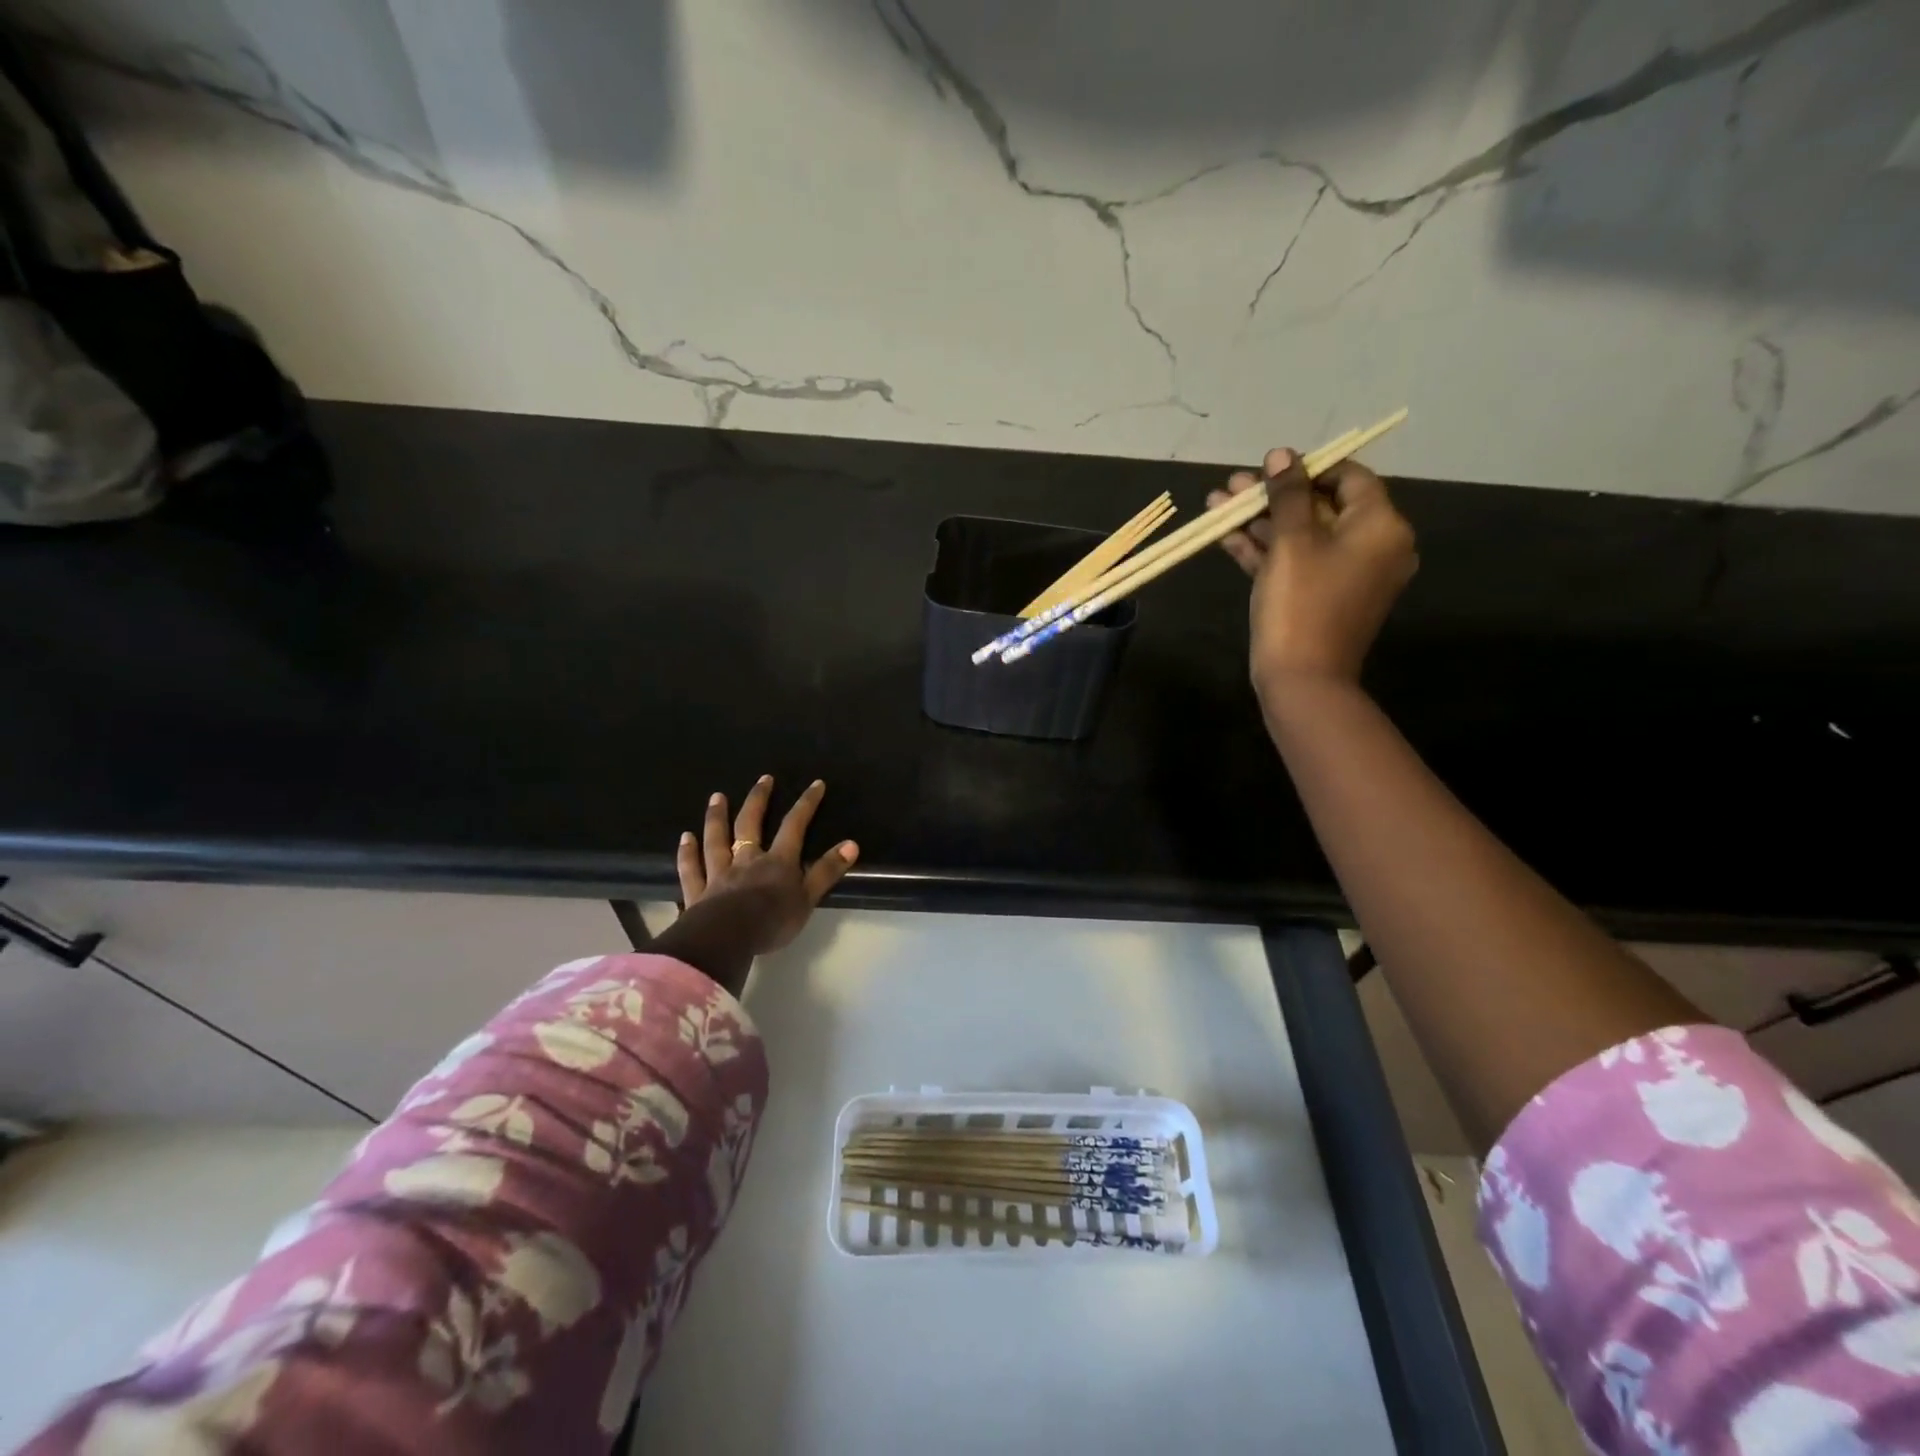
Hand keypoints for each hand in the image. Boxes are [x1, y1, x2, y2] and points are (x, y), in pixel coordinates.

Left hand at [675, 775, 858, 955]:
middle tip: (762, 779)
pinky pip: (691, 869)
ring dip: (717, 817)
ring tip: (717, 797)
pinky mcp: (697, 893)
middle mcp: (746, 861)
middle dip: (758, 800)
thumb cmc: (772, 921)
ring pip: (716, 840)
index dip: (806, 804)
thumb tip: (851, 844)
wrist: (727, 939)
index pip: (794, 826)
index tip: (816, 784)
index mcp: (777, 862)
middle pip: (750, 824)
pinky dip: (687, 853)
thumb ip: (827, 871)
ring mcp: (718, 875)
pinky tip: (684, 838)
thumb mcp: (808, 898)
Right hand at [1208, 447, 1417, 700]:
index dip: (1307, 468)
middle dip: (1272, 496)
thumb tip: (1282, 454)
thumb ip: (1287, 494)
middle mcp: (1373, 546)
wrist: (1301, 679)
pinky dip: (1266, 550)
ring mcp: (1347, 574)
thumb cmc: (1300, 604)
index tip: (1268, 468)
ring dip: (1261, 521)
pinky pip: (1297, 562)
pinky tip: (1226, 537)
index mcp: (1381, 526)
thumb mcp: (1291, 542)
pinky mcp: (1322, 596)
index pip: (1349, 478)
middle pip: (1320, 506)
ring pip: (1302, 535)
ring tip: (1217, 505)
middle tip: (1232, 486)